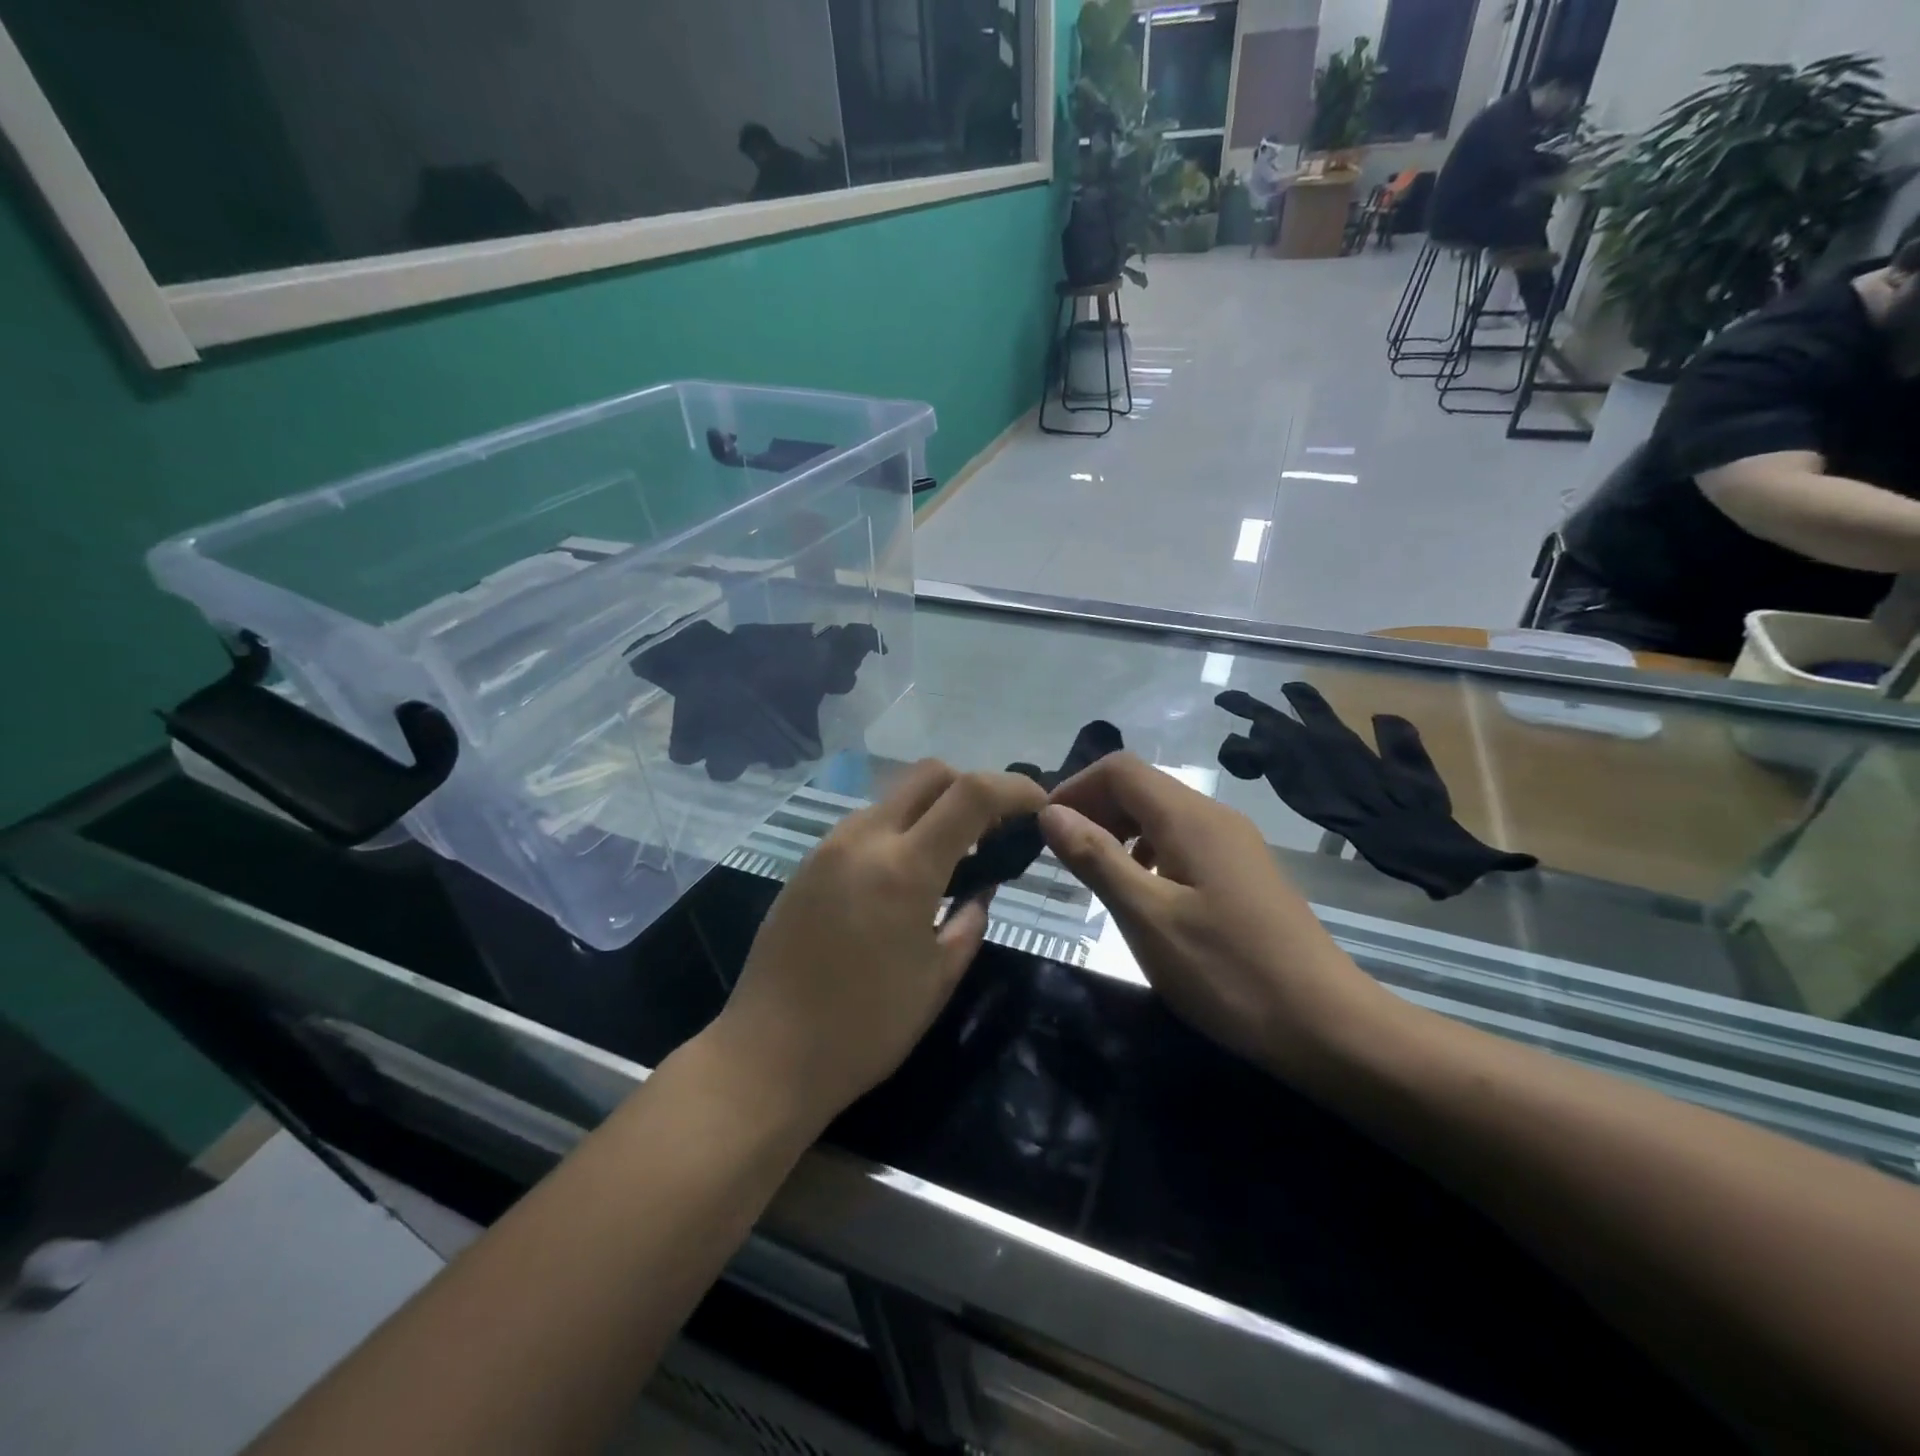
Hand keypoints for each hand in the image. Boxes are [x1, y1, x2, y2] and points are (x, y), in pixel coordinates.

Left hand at [707, 761, 1047, 1129]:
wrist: (767, 1055)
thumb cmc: (866, 1028)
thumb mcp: (938, 978)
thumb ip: (969, 919)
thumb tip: (980, 887)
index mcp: (904, 867)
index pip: (972, 794)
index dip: (1015, 788)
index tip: (1039, 804)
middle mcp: (864, 838)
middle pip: (929, 774)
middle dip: (971, 787)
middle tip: (991, 831)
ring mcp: (828, 847)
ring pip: (894, 798)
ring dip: (930, 812)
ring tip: (948, 860)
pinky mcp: (806, 864)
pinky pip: (864, 826)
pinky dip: (897, 832)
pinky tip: (901, 880)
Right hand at [1038, 753, 1385, 1073]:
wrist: (1326, 1025)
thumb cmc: (1227, 971)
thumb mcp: (1147, 917)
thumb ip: (1096, 858)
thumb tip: (1050, 812)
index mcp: (1190, 818)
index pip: (1119, 769)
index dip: (1075, 788)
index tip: (1044, 830)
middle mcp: (1214, 817)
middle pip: (1141, 786)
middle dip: (1095, 809)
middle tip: (1064, 857)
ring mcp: (1234, 843)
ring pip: (1162, 814)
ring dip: (1120, 832)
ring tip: (1097, 877)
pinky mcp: (1243, 872)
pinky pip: (1183, 841)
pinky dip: (1148, 853)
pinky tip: (1143, 894)